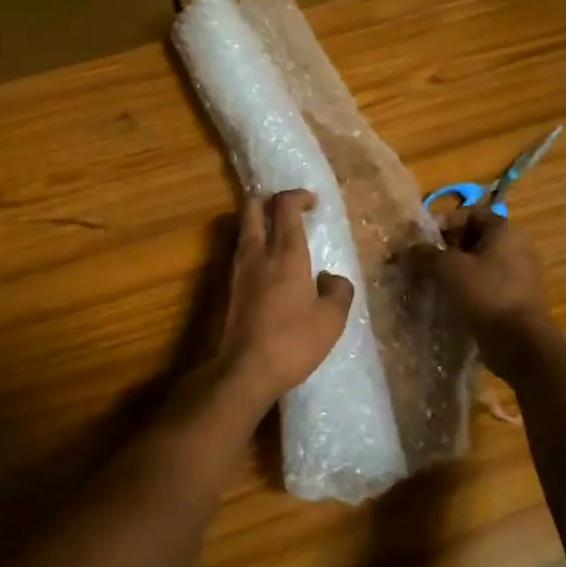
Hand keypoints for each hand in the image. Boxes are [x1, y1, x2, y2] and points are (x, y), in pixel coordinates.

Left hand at [218, 190, 354, 404]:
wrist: (244, 370)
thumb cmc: (293, 342)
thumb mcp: (332, 319)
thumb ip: (338, 291)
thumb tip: (330, 278)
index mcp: (286, 253)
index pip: (285, 205)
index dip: (298, 196)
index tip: (312, 202)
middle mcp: (257, 252)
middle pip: (252, 206)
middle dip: (268, 199)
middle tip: (288, 209)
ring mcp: (237, 269)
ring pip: (242, 229)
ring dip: (258, 223)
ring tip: (278, 237)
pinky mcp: (226, 288)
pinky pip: (239, 252)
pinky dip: (253, 247)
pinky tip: (266, 267)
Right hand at [420, 208, 550, 350]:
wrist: (520, 344)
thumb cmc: (486, 294)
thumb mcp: (449, 269)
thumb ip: (426, 254)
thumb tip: (409, 249)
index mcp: (505, 232)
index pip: (471, 213)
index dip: (445, 221)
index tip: (423, 238)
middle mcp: (516, 248)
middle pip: (474, 239)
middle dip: (445, 248)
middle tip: (422, 261)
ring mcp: (518, 276)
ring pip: (478, 264)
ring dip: (454, 271)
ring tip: (430, 282)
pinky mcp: (515, 300)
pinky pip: (485, 286)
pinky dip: (466, 289)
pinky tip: (447, 301)